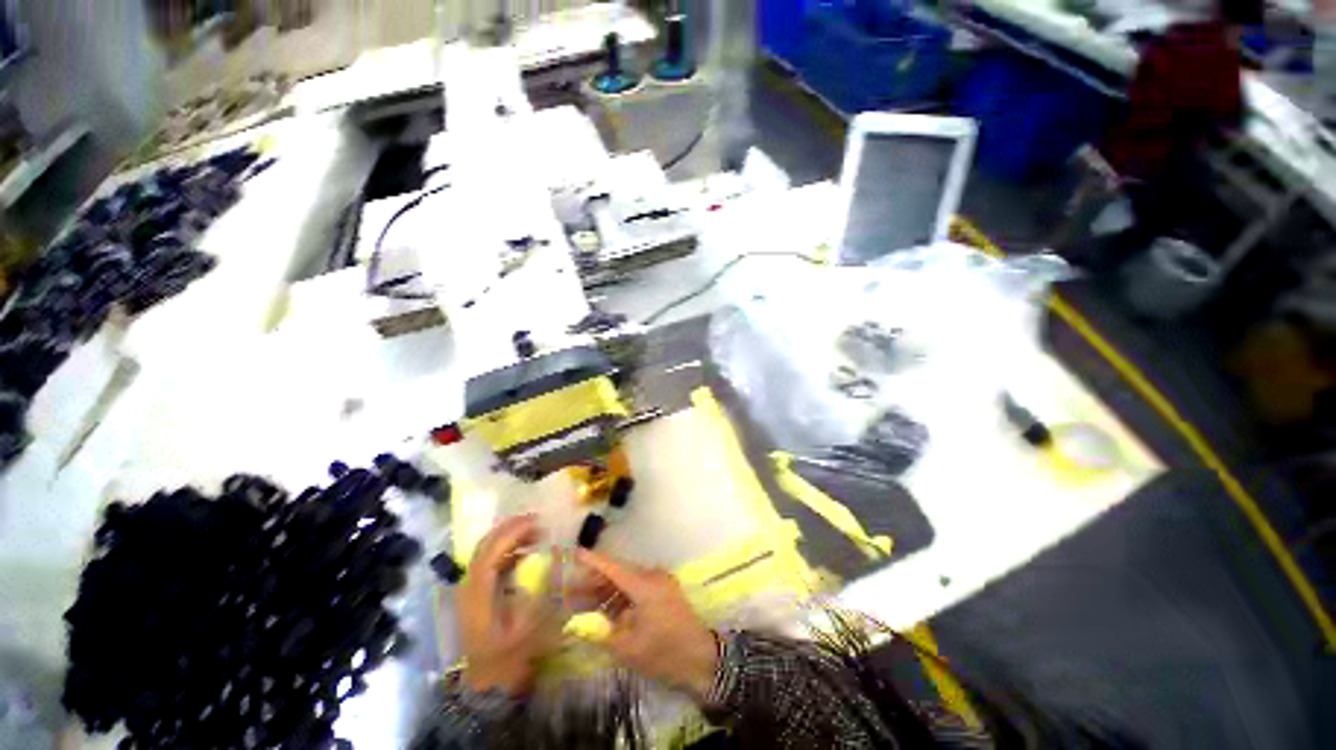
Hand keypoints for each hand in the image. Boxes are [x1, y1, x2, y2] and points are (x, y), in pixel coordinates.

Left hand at [456, 515, 559, 694]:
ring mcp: (470, 590)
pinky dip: (506, 549)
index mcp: (480, 594)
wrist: (487, 684)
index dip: (514, 532)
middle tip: (539, 521)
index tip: (538, 522)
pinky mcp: (475, 593)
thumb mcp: (530, 627)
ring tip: (535, 532)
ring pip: (485, 550)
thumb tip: (555, 557)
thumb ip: (543, 589)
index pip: (492, 551)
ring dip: (509, 536)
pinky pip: (489, 560)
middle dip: (511, 528)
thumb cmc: (509, 657)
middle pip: (485, 545)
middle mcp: (470, 586)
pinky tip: (525, 551)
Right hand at [573, 548, 719, 700]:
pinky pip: (638, 587)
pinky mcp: (665, 590)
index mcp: (643, 584)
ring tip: (583, 602)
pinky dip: (621, 596)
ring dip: (607, 590)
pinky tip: (606, 609)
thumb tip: (576, 625)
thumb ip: (600, 633)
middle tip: (570, 592)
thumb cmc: (664, 653)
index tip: (574, 553)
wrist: (703, 659)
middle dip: (594, 581)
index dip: (592, 560)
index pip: (612, 567)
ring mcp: (660, 582)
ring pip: (627, 580)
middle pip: (618, 572)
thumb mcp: (628, 648)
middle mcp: (652, 576)